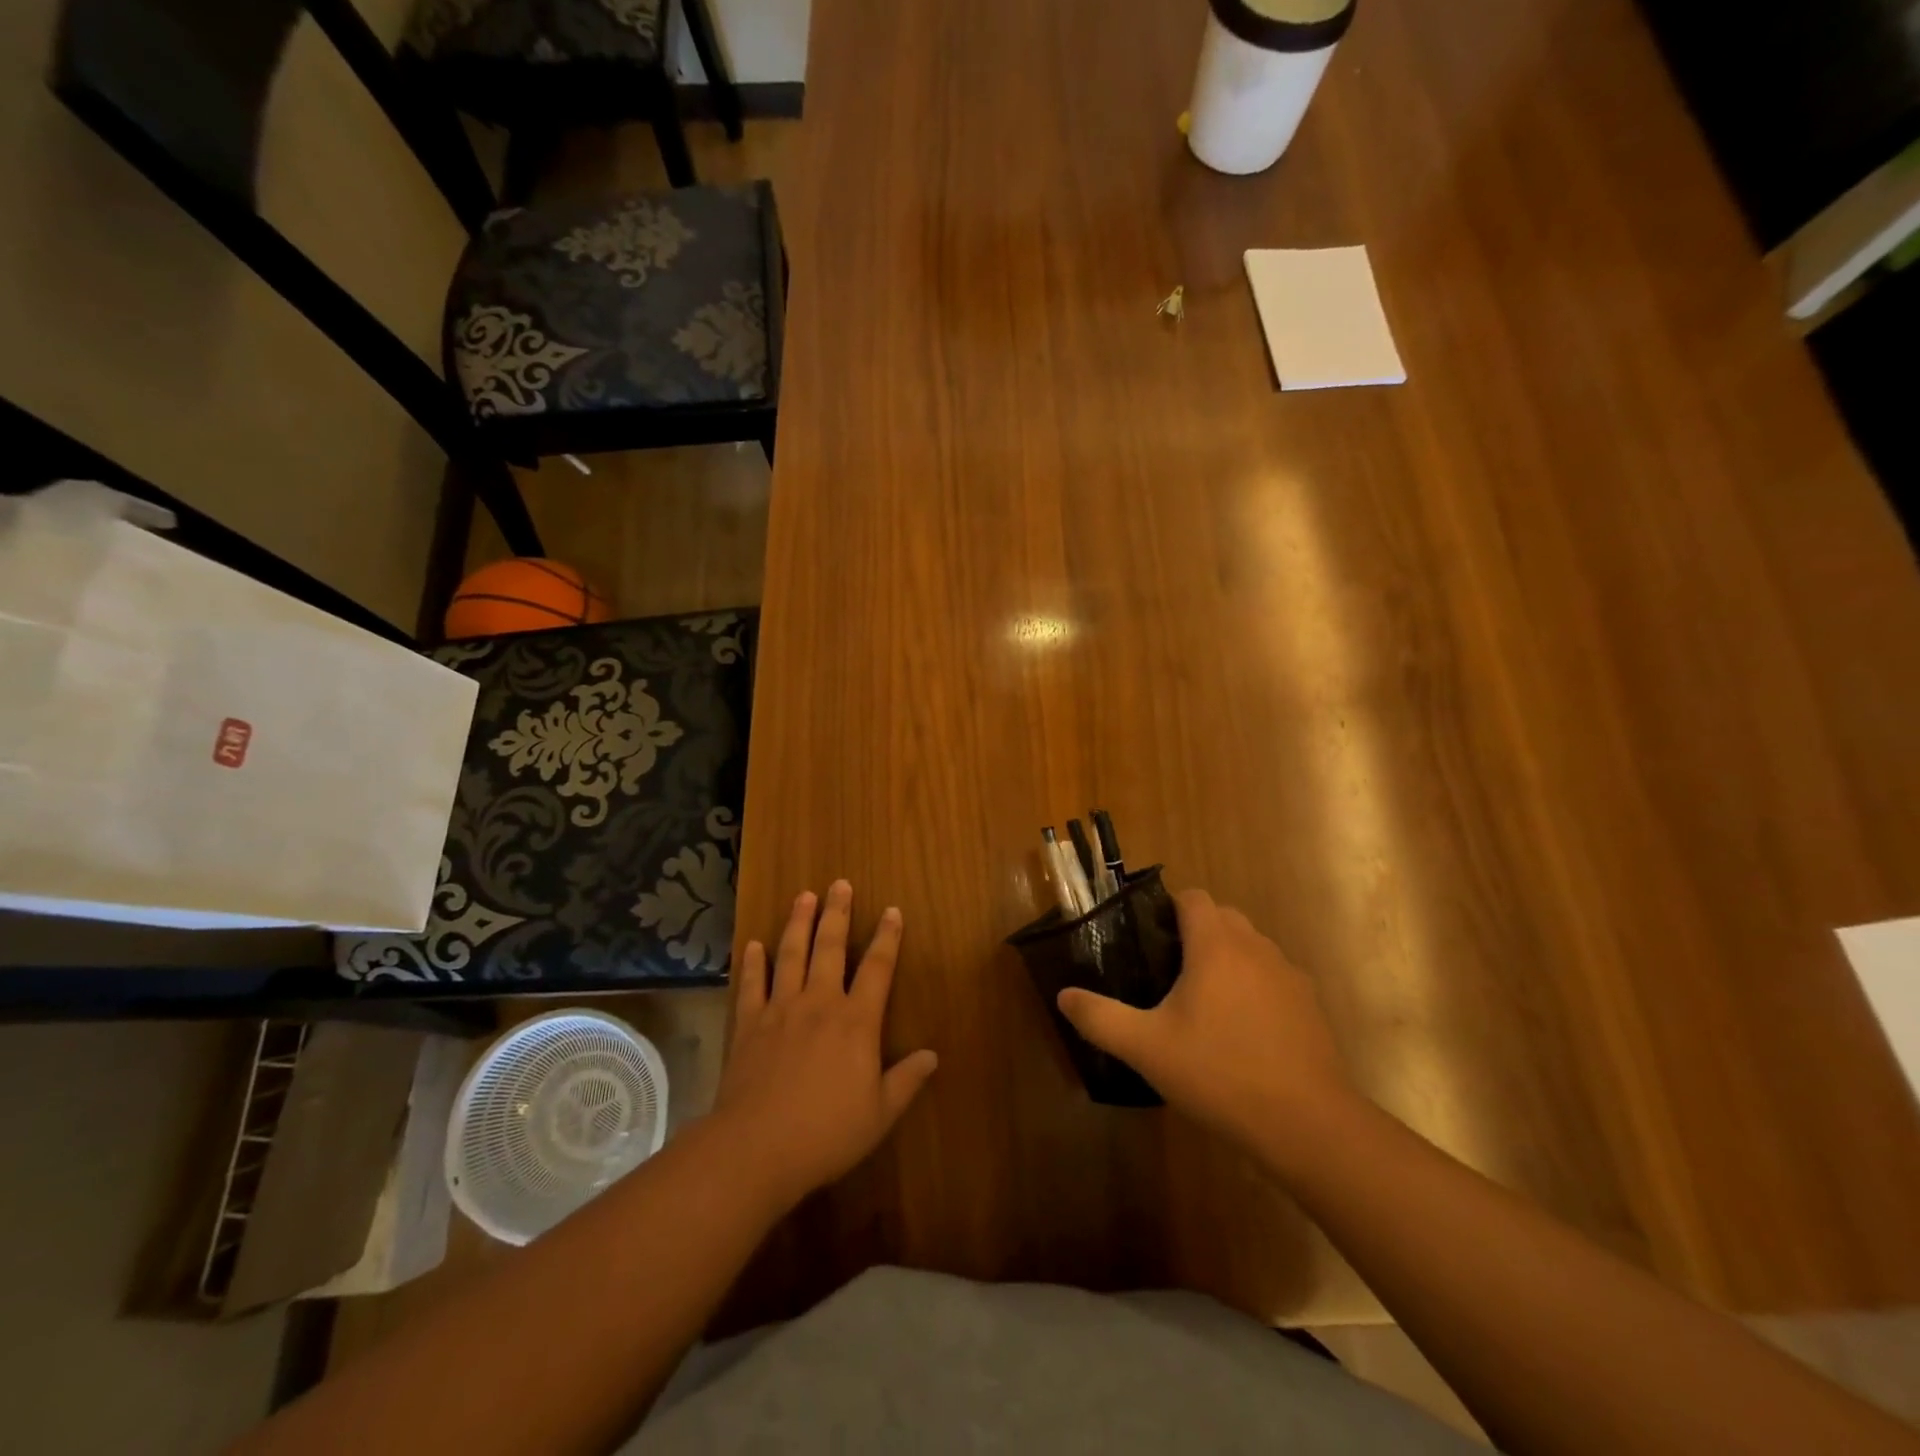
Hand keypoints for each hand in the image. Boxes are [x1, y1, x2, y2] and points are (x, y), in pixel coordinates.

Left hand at [712, 881, 937, 1211]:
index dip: (887, 937)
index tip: (891, 911)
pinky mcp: (749, 1024)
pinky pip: (751, 984)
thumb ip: (907, 1080)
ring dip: (798, 923)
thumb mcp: (880, 1114)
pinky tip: (753, 944)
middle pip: (830, 947)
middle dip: (837, 913)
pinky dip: (752, 962)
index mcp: (856, 1021)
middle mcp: (819, 1003)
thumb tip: (933, 1055)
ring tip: (803, 896)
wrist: (757, 1147)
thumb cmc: (827, 1132)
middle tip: (839, 883)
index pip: (877, 968)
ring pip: (791, 954)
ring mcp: (780, 1009)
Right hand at [1057, 889, 1356, 1166]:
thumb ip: (1100, 1018)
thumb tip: (1064, 996)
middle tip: (1167, 971)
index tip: (1147, 936)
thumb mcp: (1146, 1048)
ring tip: (1203, 1001)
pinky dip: (1254, 986)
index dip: (1167, 908)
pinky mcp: (1310, 1005)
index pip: (1192, 898)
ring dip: (1227, 957)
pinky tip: (1242, 1031)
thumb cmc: (1219, 1073)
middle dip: (1196, 931)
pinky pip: (1273, 977)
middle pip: (1223, 917)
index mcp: (1215, 945)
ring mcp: (1288, 976)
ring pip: (1251, 946)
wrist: (1307, 1124)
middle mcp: (1255, 948)